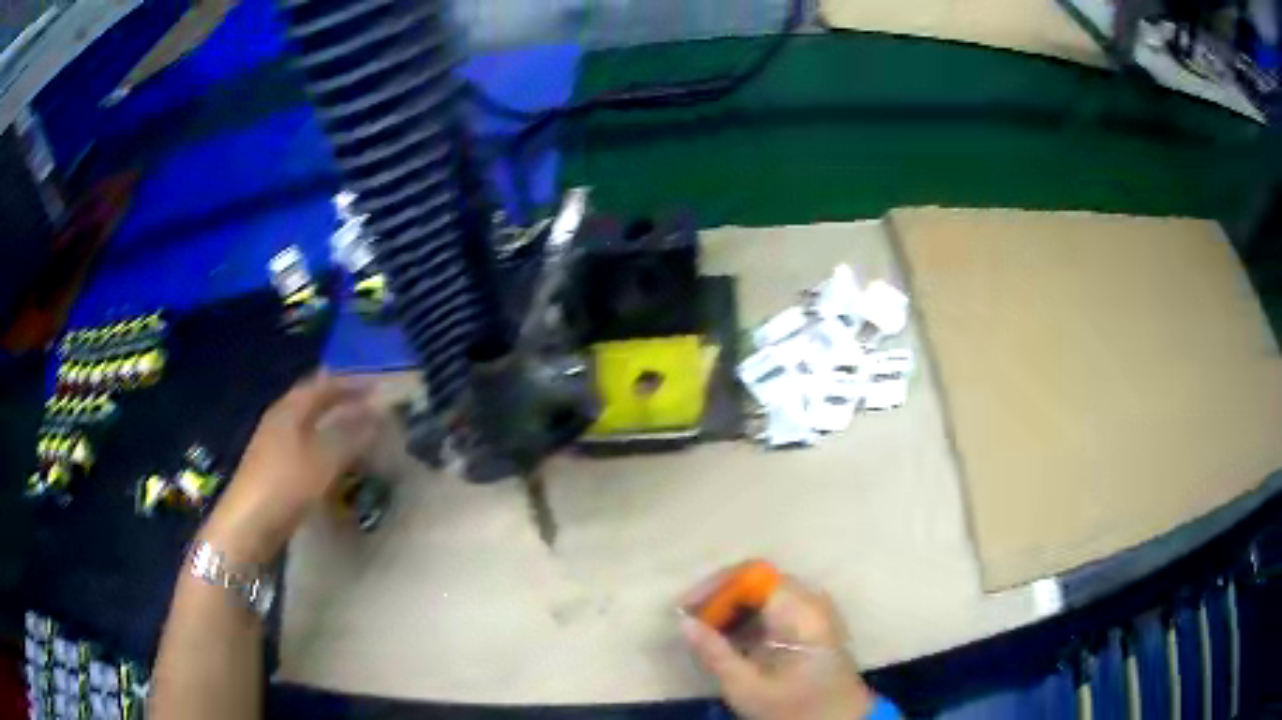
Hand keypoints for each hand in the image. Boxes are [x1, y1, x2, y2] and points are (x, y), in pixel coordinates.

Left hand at [198, 373, 377, 564]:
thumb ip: (352, 436)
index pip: (323, 384)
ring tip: (356, 429)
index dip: (350, 383)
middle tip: (368, 403)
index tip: (377, 386)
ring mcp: (274, 443)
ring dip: (331, 421)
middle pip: (312, 400)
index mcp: (290, 408)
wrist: (248, 524)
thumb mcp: (324, 461)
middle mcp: (280, 418)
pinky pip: (304, 444)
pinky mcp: (274, 467)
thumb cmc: (285, 485)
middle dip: (339, 399)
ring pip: (308, 422)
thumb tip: (379, 414)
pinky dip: (323, 443)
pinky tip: (333, 457)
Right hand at [680, 563, 875, 719]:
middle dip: (720, 596)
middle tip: (691, 619)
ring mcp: (817, 608)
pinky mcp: (815, 621)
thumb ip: (714, 652)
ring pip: (766, 590)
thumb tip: (683, 621)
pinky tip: (732, 637)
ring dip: (733, 606)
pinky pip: (777, 603)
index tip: (685, 608)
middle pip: (758, 579)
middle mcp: (812, 599)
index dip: (715, 586)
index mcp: (800, 611)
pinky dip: (750, 615)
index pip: (752, 575)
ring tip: (705, 629)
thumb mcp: (747, 687)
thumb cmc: (794, 708)